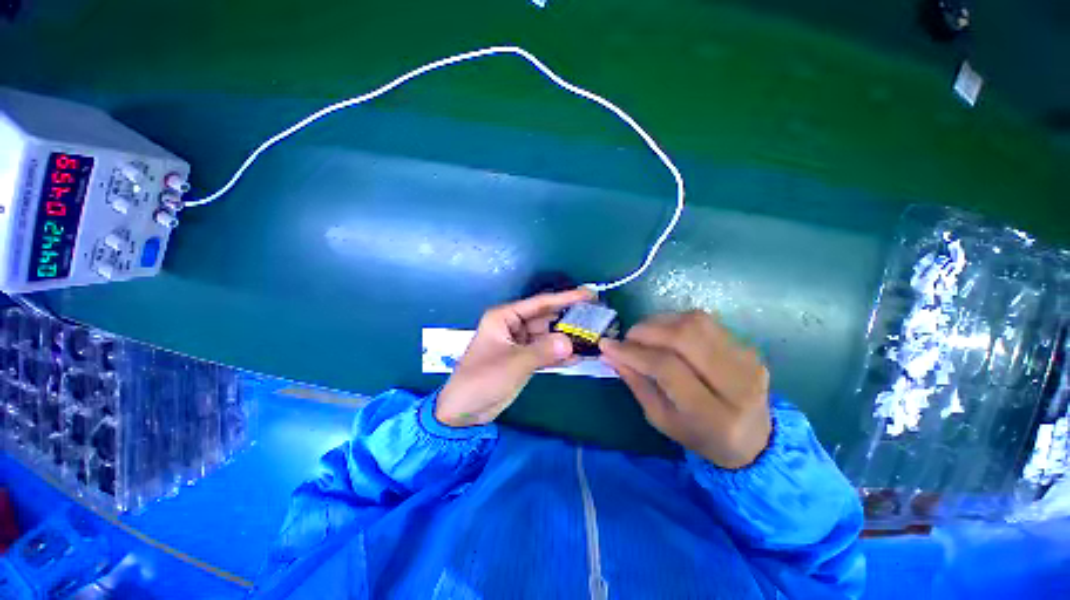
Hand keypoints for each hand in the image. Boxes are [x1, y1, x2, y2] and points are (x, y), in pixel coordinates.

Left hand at [436, 288, 594, 426]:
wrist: (465, 411)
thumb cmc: (482, 380)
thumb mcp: (513, 363)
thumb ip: (543, 351)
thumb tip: (571, 342)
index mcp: (505, 317)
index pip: (540, 303)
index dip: (565, 298)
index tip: (589, 294)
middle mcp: (514, 325)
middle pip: (547, 318)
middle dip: (569, 319)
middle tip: (597, 318)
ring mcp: (520, 343)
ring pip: (548, 336)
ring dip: (567, 338)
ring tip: (594, 337)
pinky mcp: (524, 358)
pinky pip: (546, 352)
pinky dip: (560, 355)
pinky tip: (579, 356)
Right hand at [600, 310, 771, 468]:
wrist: (756, 438)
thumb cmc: (701, 435)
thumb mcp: (662, 419)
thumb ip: (635, 383)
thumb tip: (609, 353)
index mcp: (713, 415)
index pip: (668, 369)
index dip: (634, 353)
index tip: (608, 345)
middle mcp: (736, 383)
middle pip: (685, 337)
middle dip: (647, 330)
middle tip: (628, 337)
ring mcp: (746, 360)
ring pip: (695, 322)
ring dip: (660, 322)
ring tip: (644, 334)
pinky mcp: (747, 346)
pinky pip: (705, 321)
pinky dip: (676, 321)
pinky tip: (666, 333)